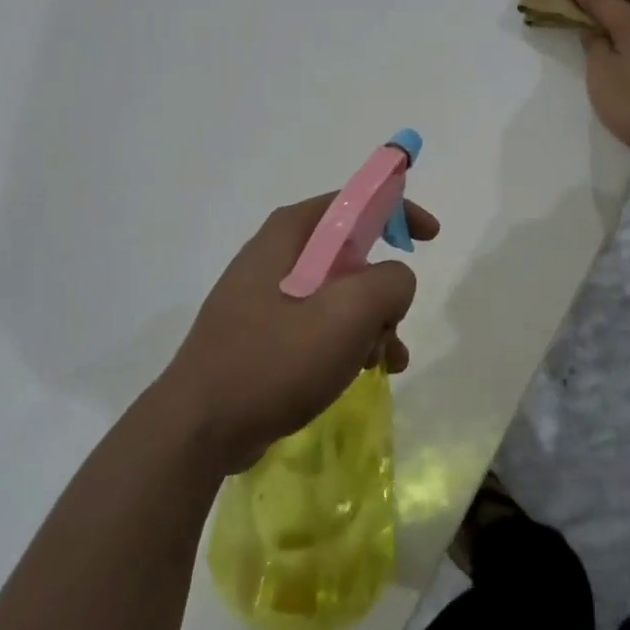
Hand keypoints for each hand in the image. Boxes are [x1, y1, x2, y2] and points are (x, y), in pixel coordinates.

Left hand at [158, 194, 439, 473]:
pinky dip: (347, 341)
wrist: (199, 428)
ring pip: (339, 294)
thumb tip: (394, 282)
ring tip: (384, 362)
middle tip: (394, 325)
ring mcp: (265, 296)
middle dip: (384, 290)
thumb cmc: (274, 359)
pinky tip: (362, 373)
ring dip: (371, 323)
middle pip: (351, 254)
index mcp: (290, 233)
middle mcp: (276, 255)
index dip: (397, 210)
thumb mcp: (347, 313)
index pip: (354, 201)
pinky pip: (318, 324)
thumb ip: (389, 283)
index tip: (430, 236)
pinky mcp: (262, 333)